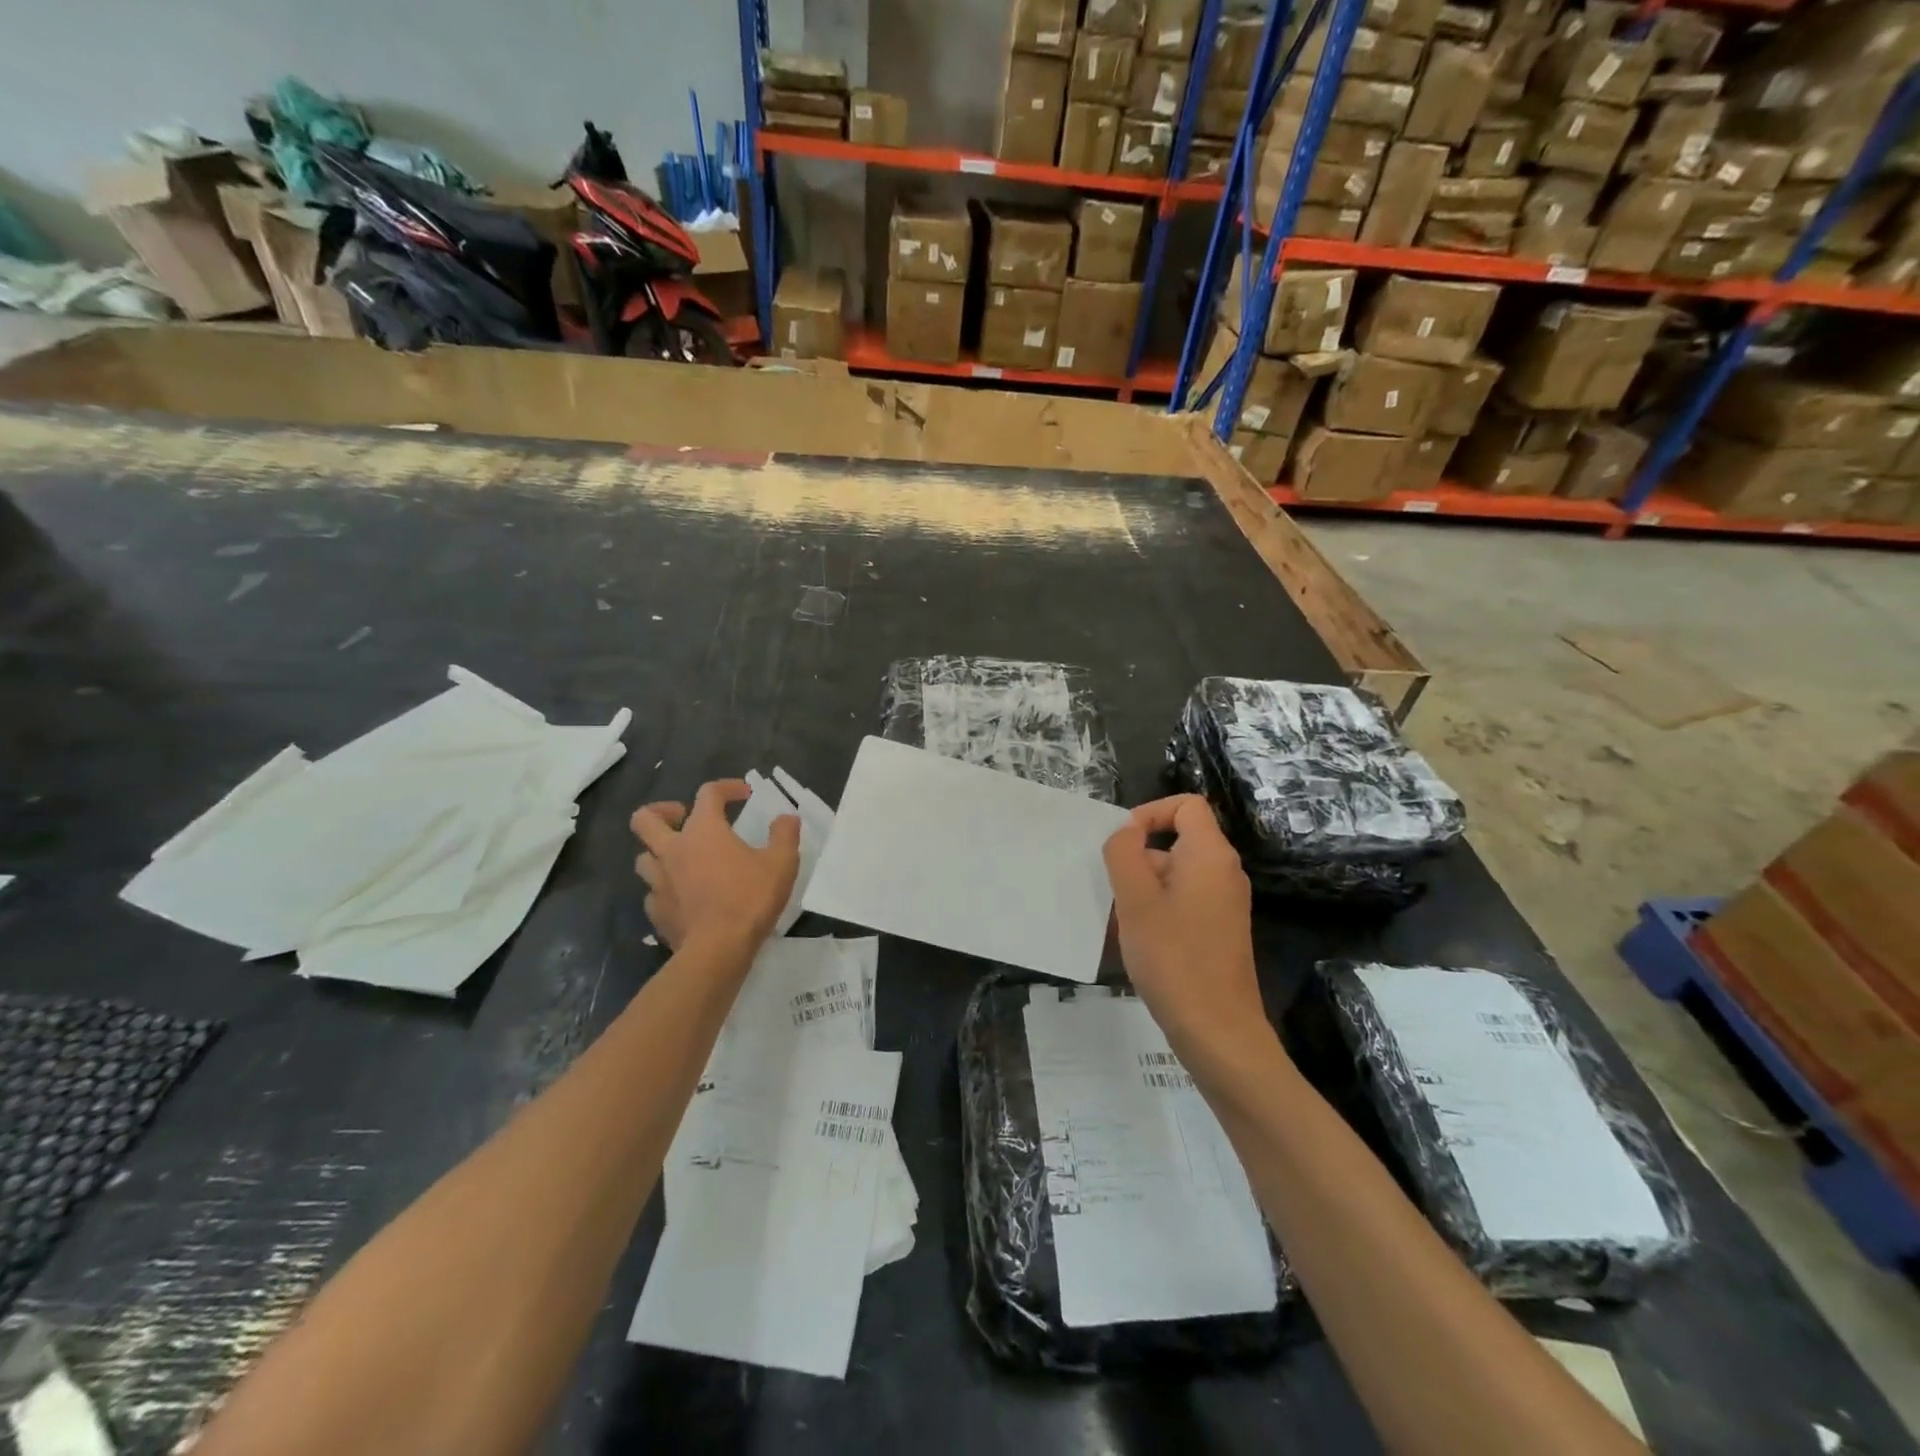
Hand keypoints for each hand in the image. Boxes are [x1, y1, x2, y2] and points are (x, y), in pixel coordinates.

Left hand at [631, 780, 799, 953]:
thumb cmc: (749, 899)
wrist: (717, 950)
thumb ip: (785, 835)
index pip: (708, 793)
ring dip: (660, 853)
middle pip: (646, 818)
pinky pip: (653, 892)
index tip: (744, 794)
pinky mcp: (656, 911)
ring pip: (644, 857)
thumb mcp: (781, 863)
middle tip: (683, 818)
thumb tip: (787, 817)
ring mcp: (658, 882)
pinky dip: (665, 889)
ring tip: (682, 859)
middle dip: (662, 811)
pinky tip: (683, 896)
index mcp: (703, 831)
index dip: (726, 787)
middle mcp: (673, 850)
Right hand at [1103, 795, 1265, 1054]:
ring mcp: (1225, 904)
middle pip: (1178, 841)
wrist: (1218, 1031)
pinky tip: (1137, 942)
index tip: (1122, 843)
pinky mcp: (1219, 931)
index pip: (1186, 805)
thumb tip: (1126, 832)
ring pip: (1176, 875)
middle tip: (1113, 892)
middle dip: (1139, 858)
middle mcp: (1224, 872)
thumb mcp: (1135, 900)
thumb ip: (1124, 853)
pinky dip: (1157, 910)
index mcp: (1210, 855)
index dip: (1151, 812)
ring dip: (1143, 889)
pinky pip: (1184, 902)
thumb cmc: (1173, 958)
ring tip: (1120, 922)